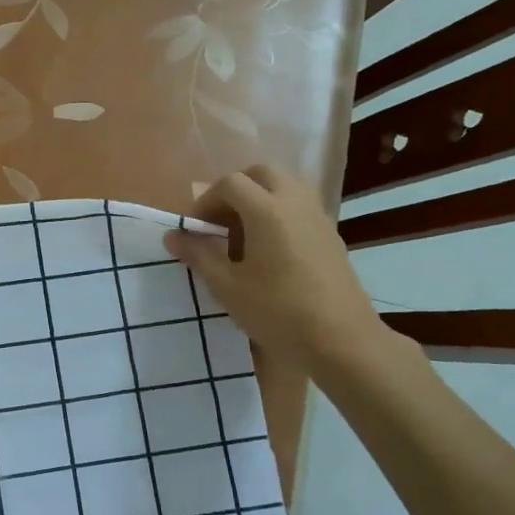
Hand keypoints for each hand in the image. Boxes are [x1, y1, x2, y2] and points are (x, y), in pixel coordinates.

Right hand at [163, 164, 392, 377]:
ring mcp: (318, 217)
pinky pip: (300, 206)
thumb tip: (172, 236)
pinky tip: (271, 250)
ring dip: (260, 198)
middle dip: (235, 190)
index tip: (196, 230)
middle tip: (220, 221)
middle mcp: (295, 202)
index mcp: (266, 210)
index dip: (205, 201)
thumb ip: (198, 255)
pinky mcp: (331, 235)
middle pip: (261, 174)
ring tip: (244, 233)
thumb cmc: (278, 311)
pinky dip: (280, 212)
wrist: (342, 341)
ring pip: (285, 186)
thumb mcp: (227, 287)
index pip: (229, 183)